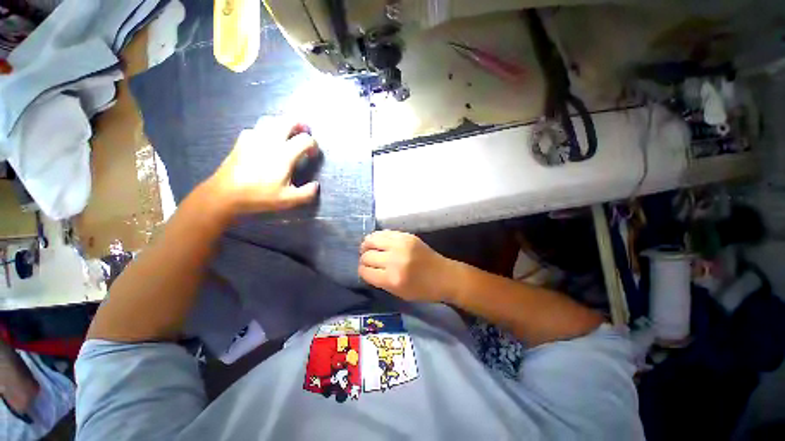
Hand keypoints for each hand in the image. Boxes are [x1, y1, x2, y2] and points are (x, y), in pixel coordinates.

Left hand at [207, 122, 319, 214]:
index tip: (313, 154)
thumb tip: (316, 185)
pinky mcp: (242, 141)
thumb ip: (307, 194)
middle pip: (287, 121)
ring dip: (283, 123)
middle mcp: (270, 141)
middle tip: (305, 131)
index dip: (313, 145)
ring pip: (271, 120)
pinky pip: (257, 127)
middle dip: (300, 124)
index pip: (304, 140)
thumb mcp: (288, 200)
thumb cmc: (259, 196)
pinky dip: (267, 129)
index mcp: (284, 155)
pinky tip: (267, 139)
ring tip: (288, 132)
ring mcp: (254, 138)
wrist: (225, 194)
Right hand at [359, 230, 458, 302]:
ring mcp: (401, 244)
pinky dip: (378, 238)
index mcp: (393, 279)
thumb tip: (365, 268)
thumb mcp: (398, 293)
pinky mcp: (407, 235)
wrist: (445, 276)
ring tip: (369, 248)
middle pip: (367, 255)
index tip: (365, 271)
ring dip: (367, 245)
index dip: (362, 271)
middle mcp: (395, 260)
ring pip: (372, 239)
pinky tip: (380, 243)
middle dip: (364, 259)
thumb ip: (380, 281)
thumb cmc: (423, 290)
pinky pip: (384, 233)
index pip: (365, 271)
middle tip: (367, 261)